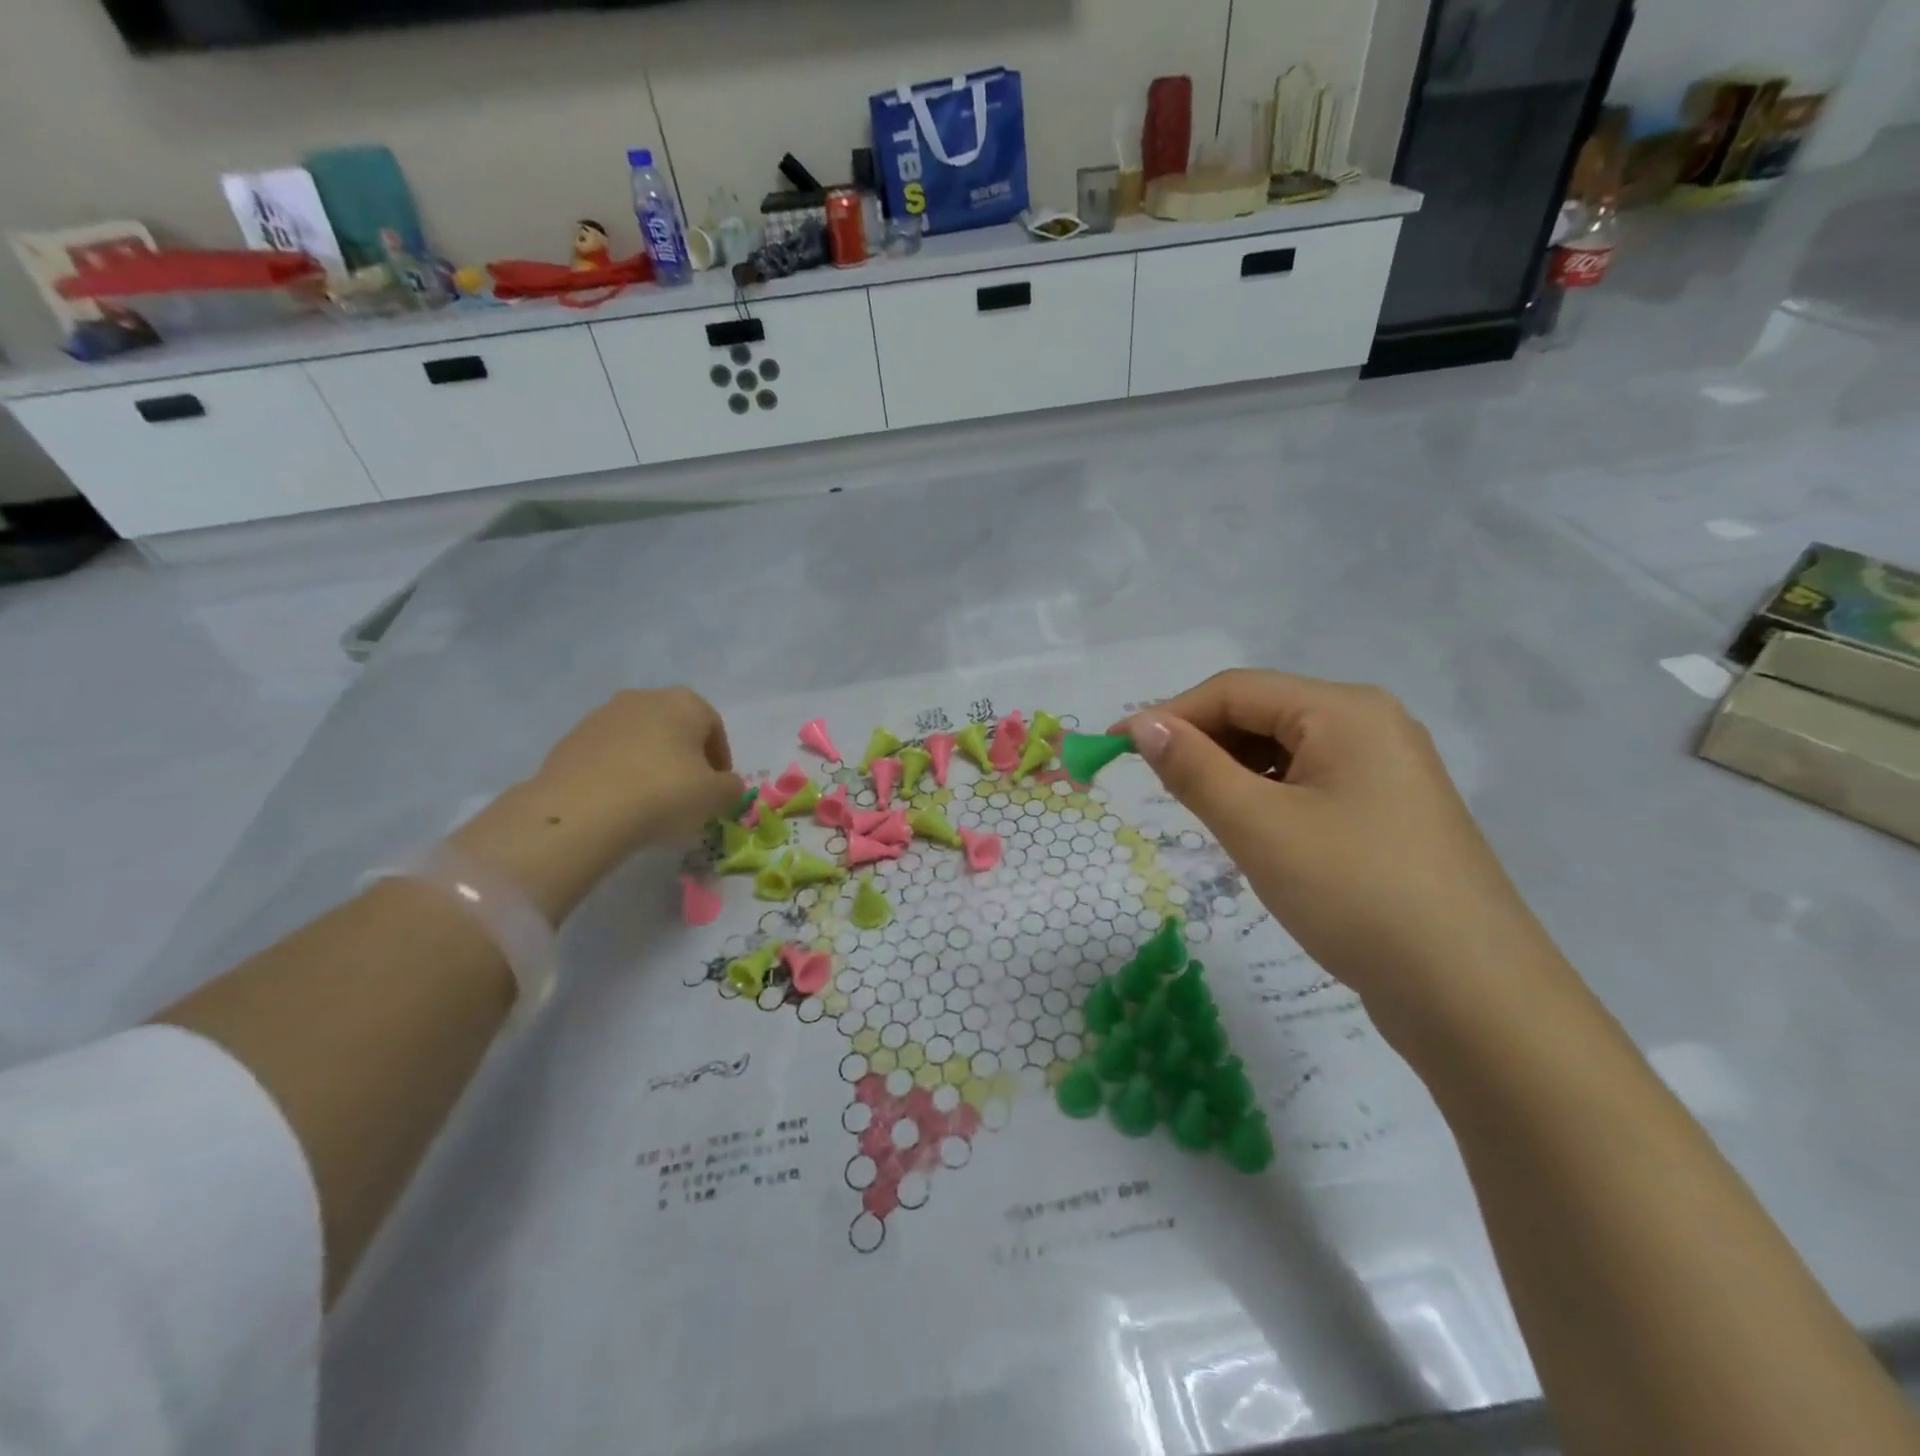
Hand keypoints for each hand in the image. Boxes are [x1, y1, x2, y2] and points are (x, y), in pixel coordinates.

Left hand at [534, 686, 742, 849]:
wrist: (582, 811)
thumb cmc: (664, 794)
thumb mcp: (717, 797)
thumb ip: (731, 788)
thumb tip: (725, 786)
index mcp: (684, 702)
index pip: (713, 727)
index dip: (720, 760)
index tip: (718, 789)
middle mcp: (643, 698)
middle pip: (674, 729)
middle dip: (684, 758)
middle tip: (687, 794)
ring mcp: (601, 716)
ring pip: (638, 741)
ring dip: (649, 764)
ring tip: (650, 802)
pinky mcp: (570, 740)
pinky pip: (607, 757)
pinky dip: (618, 774)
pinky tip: (619, 803)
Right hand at [1119, 670, 1554, 1026]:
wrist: (1473, 996)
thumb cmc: (1355, 894)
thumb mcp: (1259, 827)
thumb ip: (1193, 768)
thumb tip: (1142, 724)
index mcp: (1344, 710)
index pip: (1234, 690)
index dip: (1168, 714)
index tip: (1114, 749)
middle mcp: (1370, 724)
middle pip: (1262, 714)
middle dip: (1203, 745)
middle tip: (1157, 790)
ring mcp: (1386, 769)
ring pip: (1285, 752)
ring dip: (1233, 774)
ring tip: (1206, 816)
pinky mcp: (1389, 812)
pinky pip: (1310, 784)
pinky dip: (1268, 798)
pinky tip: (1255, 833)